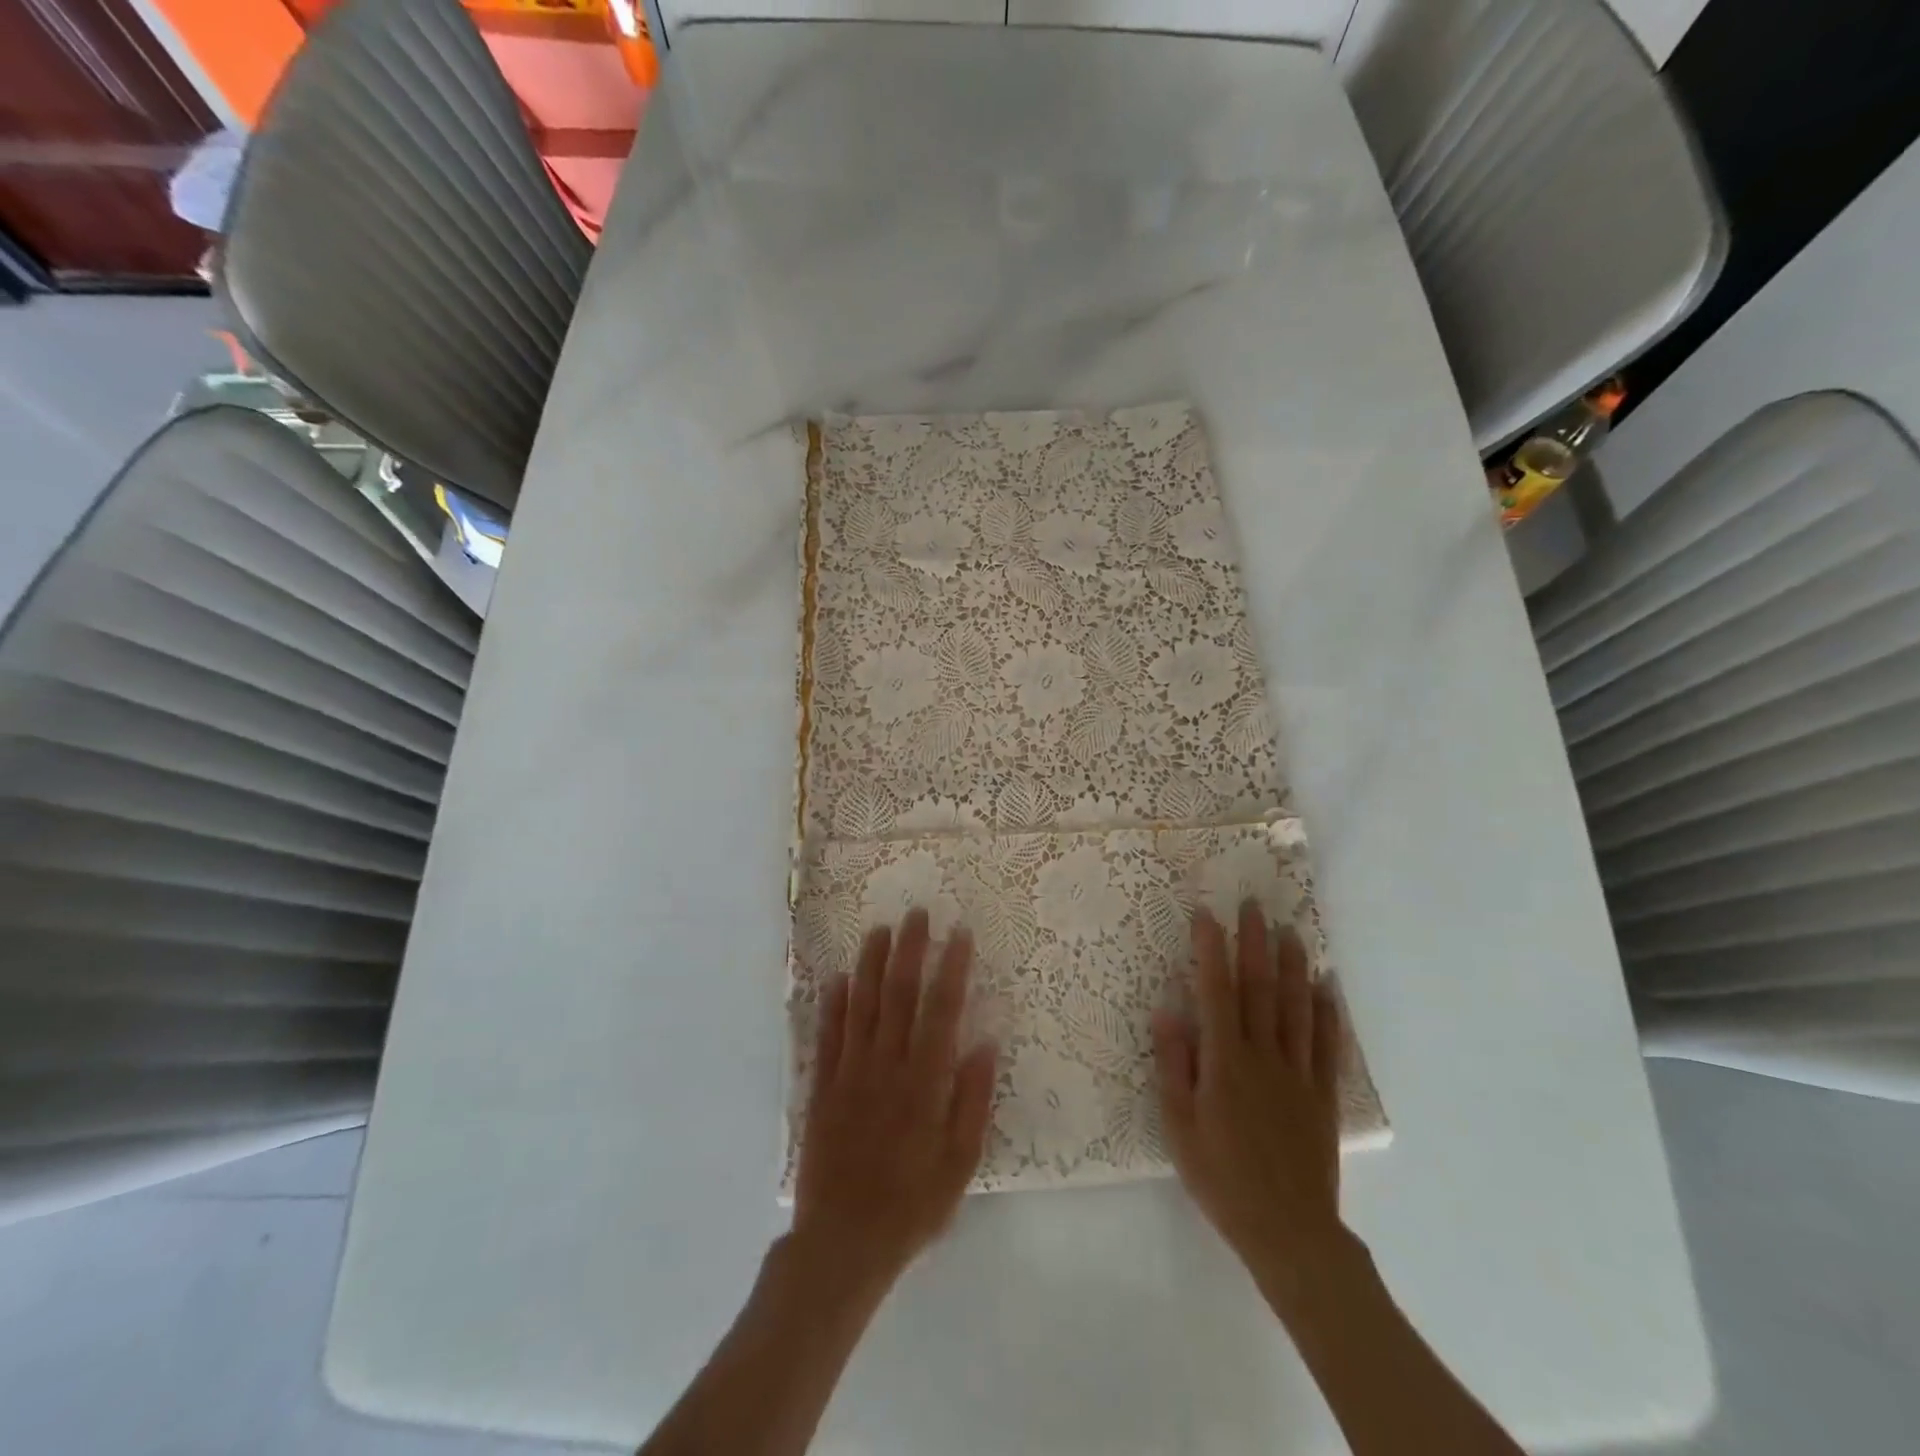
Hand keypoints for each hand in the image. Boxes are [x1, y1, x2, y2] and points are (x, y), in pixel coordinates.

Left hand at [792, 909, 997, 1298]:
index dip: (951, 968)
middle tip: (916, 913)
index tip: (959, 933)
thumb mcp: (960, 1162)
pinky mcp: (823, 1087)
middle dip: (909, 950)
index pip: (941, 1010)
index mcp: (924, 1082)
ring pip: (860, 1005)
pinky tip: (837, 977)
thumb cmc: (912, 1204)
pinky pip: (828, 1035)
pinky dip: (832, 1004)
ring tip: (878, 930)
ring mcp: (850, 1073)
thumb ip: (973, 1098)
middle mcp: (886, 1066)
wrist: (843, 1243)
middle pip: (898, 995)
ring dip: (870, 964)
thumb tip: (985, 1040)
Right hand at [1153, 902, 1346, 1289]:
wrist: (1287, 1231)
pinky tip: (1327, 987)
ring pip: (1296, 1008)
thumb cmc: (1221, 1177)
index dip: (1211, 950)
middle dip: (1254, 943)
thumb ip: (1174, 1065)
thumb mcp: (1178, 1126)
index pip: (1215, 992)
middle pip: (1259, 989)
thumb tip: (1167, 1011)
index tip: (1207, 914)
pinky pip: (1326, 1045)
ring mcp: (1298, 1074)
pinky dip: (1327, 1012)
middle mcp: (1263, 1056)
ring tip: (1291, 931)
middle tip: (1254, 904)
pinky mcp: (1322, 1095)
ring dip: (1292, 966)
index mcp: (1224, 1061)